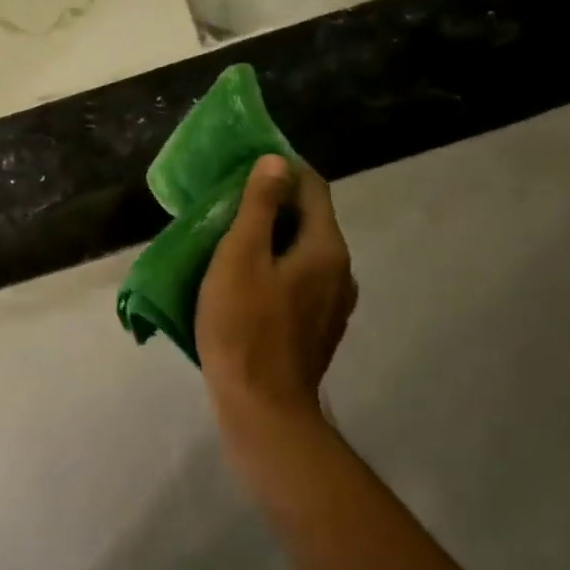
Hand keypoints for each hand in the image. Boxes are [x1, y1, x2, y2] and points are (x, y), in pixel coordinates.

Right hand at [196, 155, 355, 439]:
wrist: (262, 407)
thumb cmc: (244, 328)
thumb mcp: (240, 258)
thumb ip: (259, 208)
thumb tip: (276, 162)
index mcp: (325, 248)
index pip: (312, 188)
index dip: (282, 170)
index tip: (245, 166)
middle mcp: (340, 272)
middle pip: (309, 222)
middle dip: (273, 206)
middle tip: (229, 205)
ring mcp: (333, 305)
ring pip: (303, 255)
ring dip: (273, 241)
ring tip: (233, 244)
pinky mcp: (318, 330)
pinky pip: (299, 284)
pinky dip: (276, 271)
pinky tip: (246, 286)